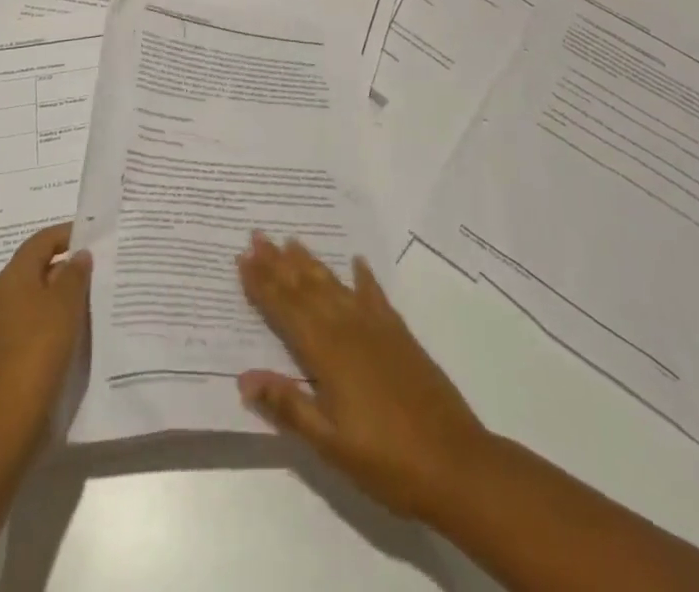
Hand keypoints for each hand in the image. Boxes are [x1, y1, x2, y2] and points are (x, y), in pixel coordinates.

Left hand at [0, 222, 91, 442]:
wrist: (13, 411)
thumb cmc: (40, 345)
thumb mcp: (65, 302)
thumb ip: (76, 272)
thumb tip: (80, 255)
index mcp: (14, 275)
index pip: (43, 240)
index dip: (69, 233)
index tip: (98, 236)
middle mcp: (6, 292)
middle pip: (41, 264)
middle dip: (71, 263)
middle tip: (103, 264)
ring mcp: (8, 321)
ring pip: (42, 292)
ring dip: (67, 290)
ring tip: (98, 292)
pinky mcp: (14, 346)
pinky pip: (40, 316)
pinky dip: (60, 313)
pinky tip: (82, 322)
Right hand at [237, 232, 490, 522]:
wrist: (456, 463)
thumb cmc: (387, 461)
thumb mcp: (330, 443)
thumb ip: (289, 406)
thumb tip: (245, 377)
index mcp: (327, 353)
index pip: (286, 310)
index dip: (262, 285)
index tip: (242, 258)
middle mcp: (349, 329)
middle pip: (307, 289)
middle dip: (279, 262)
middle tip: (258, 235)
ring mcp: (377, 328)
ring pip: (335, 285)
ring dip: (311, 263)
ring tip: (292, 240)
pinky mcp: (400, 334)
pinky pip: (375, 295)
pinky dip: (363, 277)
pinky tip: (357, 262)